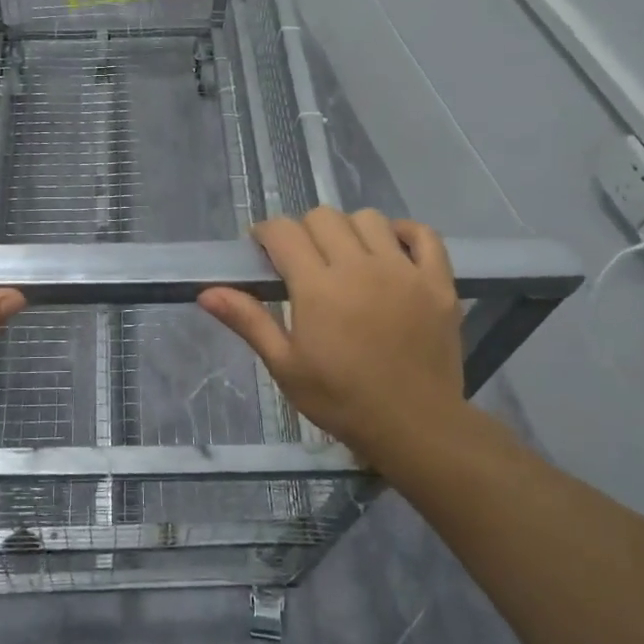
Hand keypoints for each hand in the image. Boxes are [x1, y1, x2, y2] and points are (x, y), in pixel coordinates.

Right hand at [199, 207, 475, 461]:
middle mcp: (360, 267)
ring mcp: (404, 271)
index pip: (284, 231)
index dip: (267, 234)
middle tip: (303, 261)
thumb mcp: (285, 366)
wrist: (414, 427)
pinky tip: (391, 250)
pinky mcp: (437, 282)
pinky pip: (424, 235)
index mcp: (318, 287)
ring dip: (349, 230)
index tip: (264, 251)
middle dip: (304, 231)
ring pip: (369, 219)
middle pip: (324, 217)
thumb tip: (206, 292)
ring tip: (346, 258)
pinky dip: (405, 233)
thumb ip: (248, 321)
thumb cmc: (341, 400)